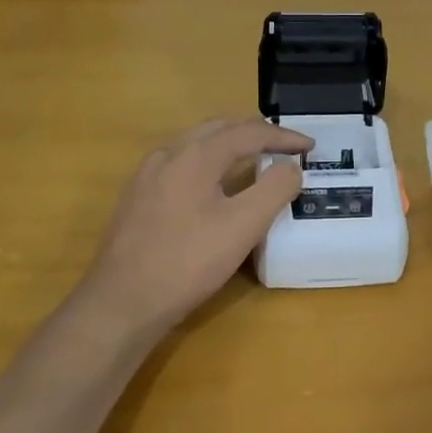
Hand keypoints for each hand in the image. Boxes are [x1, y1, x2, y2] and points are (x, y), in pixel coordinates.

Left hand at [81, 117, 311, 328]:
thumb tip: (291, 167)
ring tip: (254, 157)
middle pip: (219, 129)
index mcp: (195, 155)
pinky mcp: (137, 198)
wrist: (121, 303)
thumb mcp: (243, 227)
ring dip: (230, 144)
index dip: (283, 137)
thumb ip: (274, 189)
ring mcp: (147, 176)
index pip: (248, 132)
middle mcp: (168, 155)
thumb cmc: (187, 262)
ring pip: (196, 144)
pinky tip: (213, 184)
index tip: (310, 146)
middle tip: (284, 145)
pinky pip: (181, 164)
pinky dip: (208, 161)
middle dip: (255, 132)